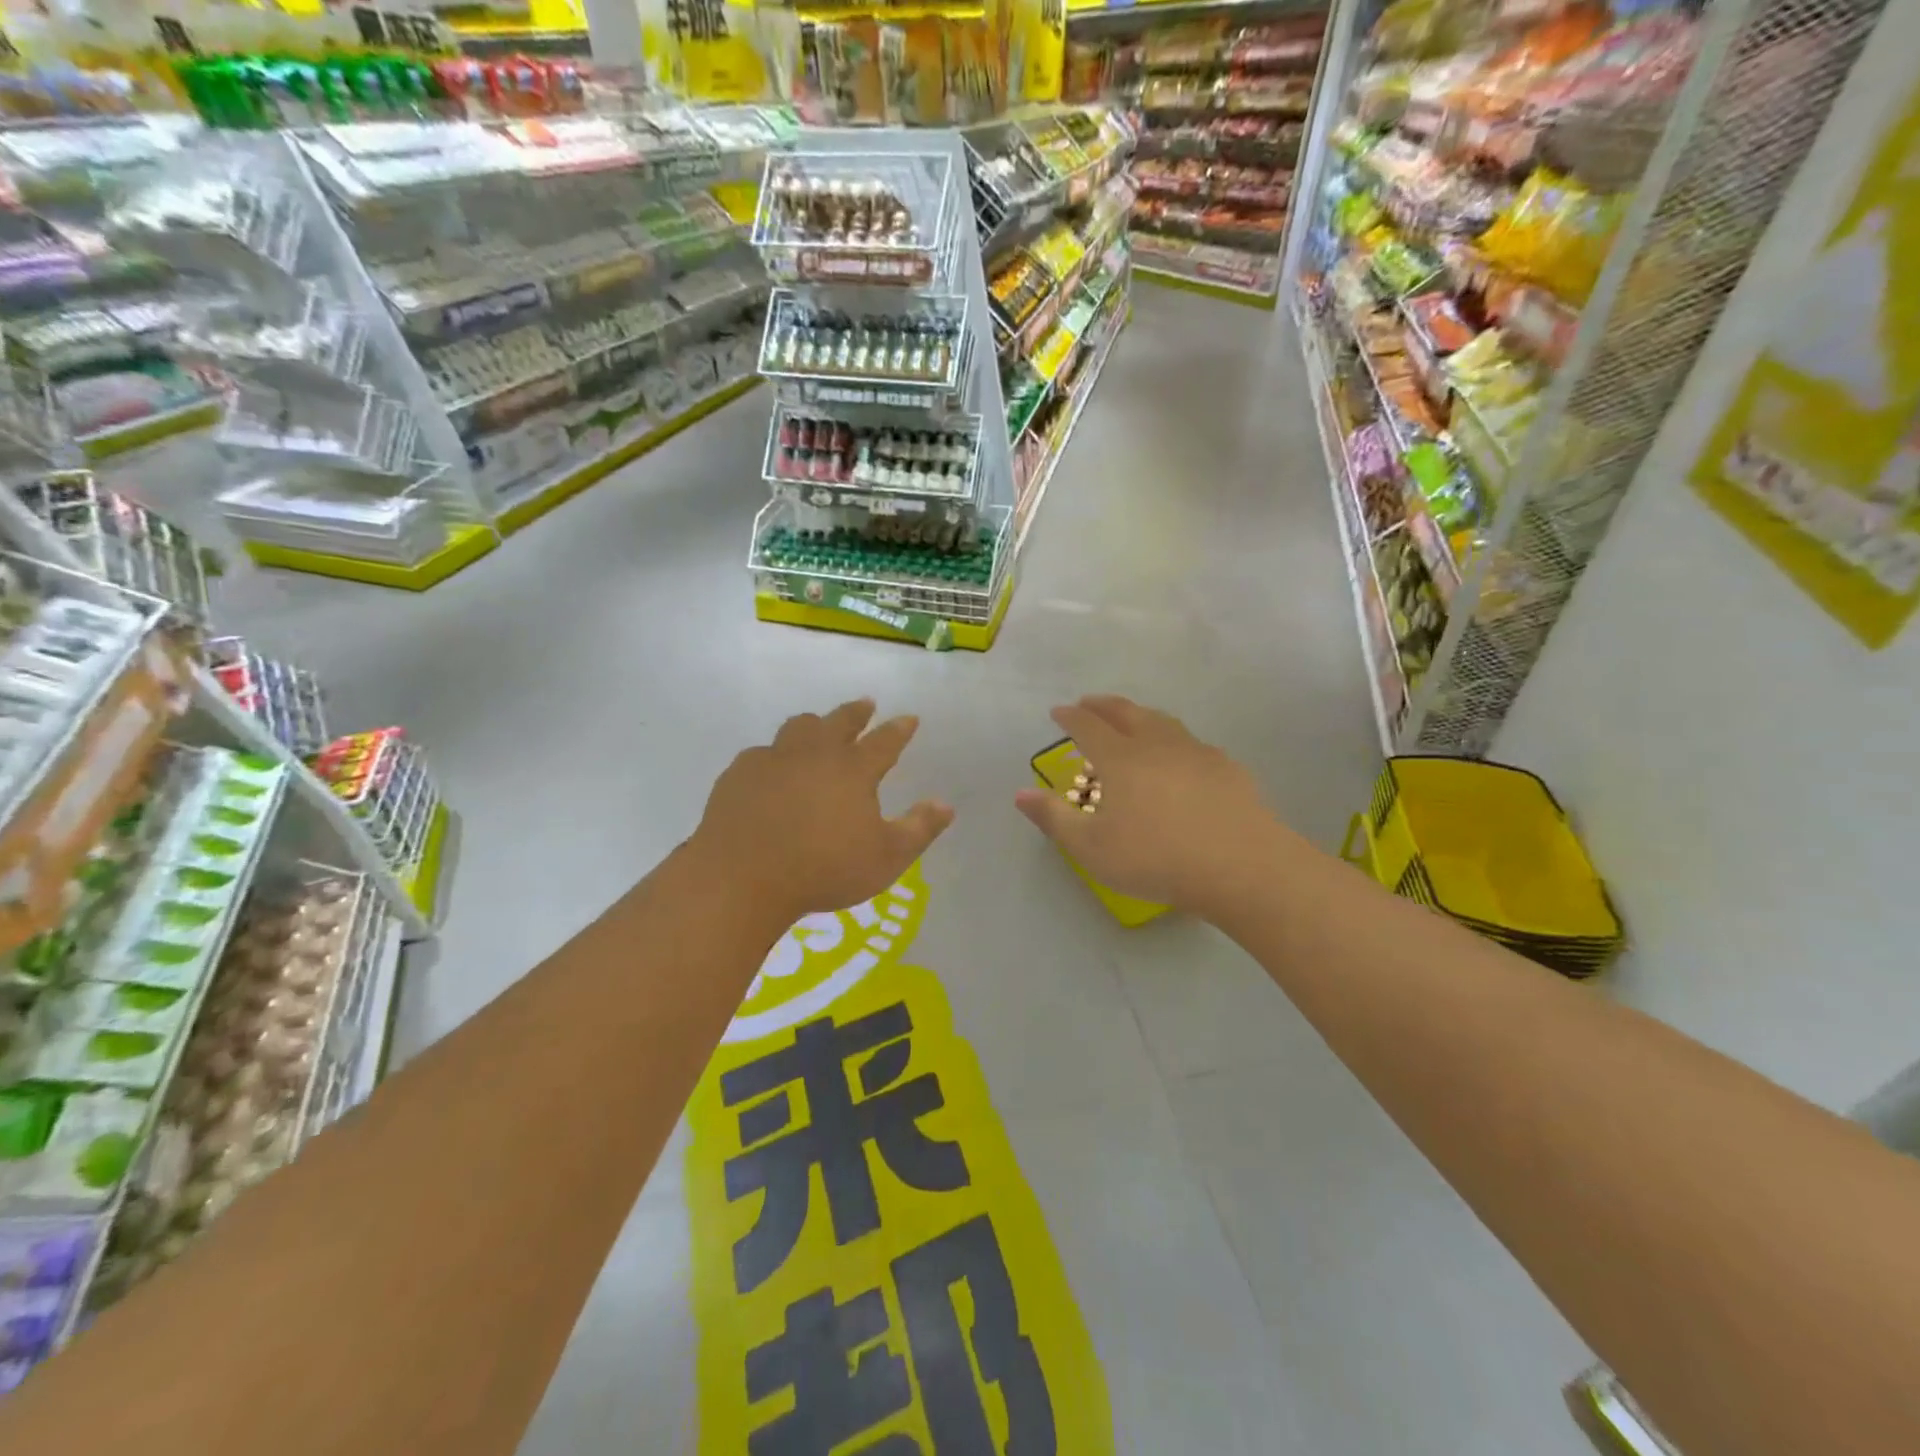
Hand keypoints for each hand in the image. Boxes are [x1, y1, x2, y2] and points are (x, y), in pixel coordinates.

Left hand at [691, 699, 953, 925]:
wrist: (743, 877)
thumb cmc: (824, 869)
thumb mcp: (886, 858)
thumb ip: (919, 829)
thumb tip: (946, 804)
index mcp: (853, 770)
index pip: (884, 741)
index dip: (899, 729)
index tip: (909, 718)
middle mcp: (815, 753)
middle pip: (840, 722)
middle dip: (856, 712)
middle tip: (865, 704)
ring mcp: (774, 760)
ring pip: (798, 728)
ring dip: (814, 724)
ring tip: (818, 726)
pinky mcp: (740, 774)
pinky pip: (762, 753)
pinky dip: (775, 755)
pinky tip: (771, 766)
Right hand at [1014, 695, 1292, 918]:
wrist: (1241, 865)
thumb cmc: (1156, 858)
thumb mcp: (1092, 848)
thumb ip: (1054, 818)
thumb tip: (1021, 794)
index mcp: (1120, 758)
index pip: (1087, 726)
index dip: (1069, 717)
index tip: (1058, 712)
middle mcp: (1156, 744)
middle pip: (1126, 712)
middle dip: (1103, 705)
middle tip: (1089, 703)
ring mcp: (1195, 752)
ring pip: (1162, 721)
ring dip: (1139, 714)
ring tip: (1132, 719)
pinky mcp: (1226, 767)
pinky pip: (1191, 743)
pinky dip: (1173, 740)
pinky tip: (1179, 756)